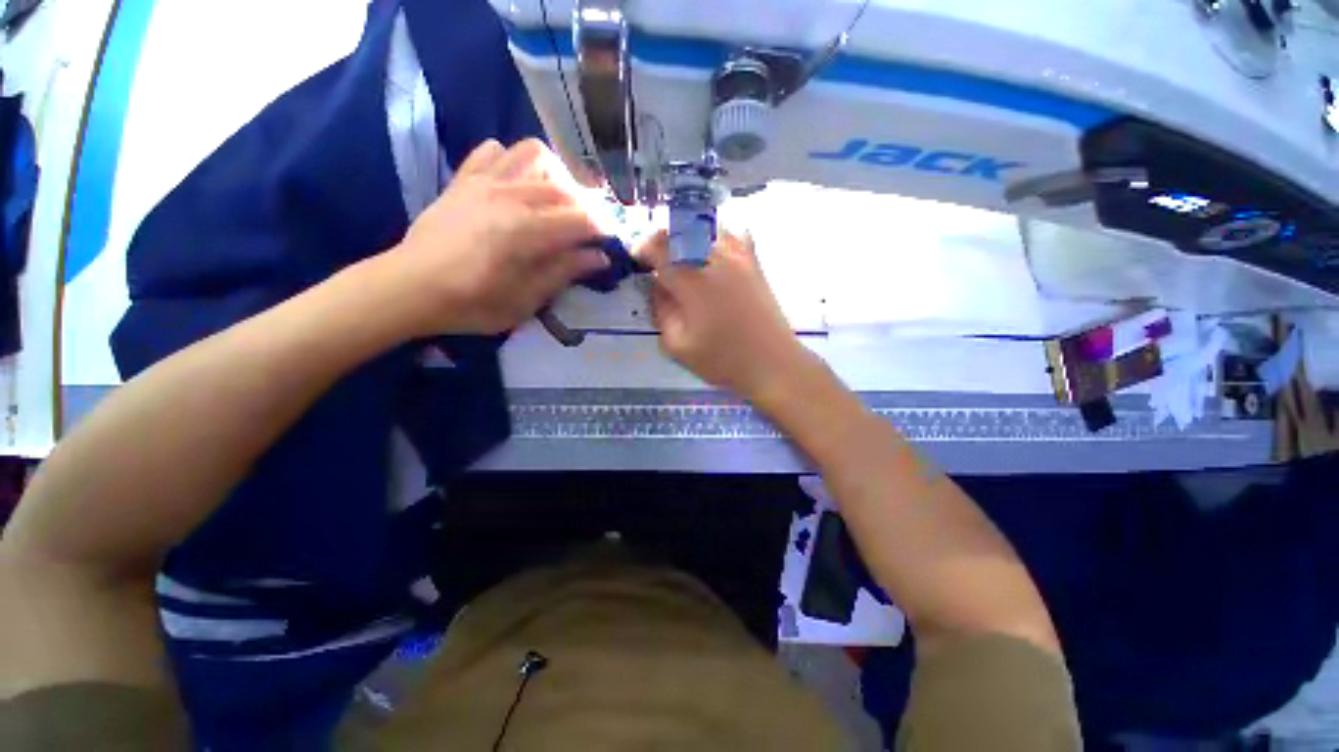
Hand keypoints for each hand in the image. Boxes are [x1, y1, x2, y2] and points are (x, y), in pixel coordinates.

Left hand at [379, 138, 607, 336]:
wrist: (409, 288)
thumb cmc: (471, 303)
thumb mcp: (526, 300)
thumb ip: (564, 272)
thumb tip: (599, 257)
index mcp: (528, 231)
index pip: (583, 219)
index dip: (603, 230)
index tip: (611, 243)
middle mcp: (511, 196)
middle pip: (565, 188)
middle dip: (586, 208)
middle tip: (588, 233)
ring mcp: (485, 182)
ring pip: (534, 154)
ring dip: (554, 177)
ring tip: (555, 204)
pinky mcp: (465, 179)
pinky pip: (494, 151)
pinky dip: (513, 162)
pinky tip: (516, 186)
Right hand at [636, 229, 814, 401]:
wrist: (772, 363)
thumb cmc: (724, 360)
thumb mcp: (678, 345)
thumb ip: (661, 311)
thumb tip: (657, 286)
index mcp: (692, 281)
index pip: (660, 249)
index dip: (643, 249)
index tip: (637, 259)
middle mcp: (715, 259)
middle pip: (681, 232)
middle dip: (661, 240)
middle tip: (654, 258)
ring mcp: (739, 257)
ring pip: (705, 228)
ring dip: (685, 236)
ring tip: (679, 254)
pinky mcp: (754, 262)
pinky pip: (732, 235)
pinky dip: (715, 236)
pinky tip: (710, 252)